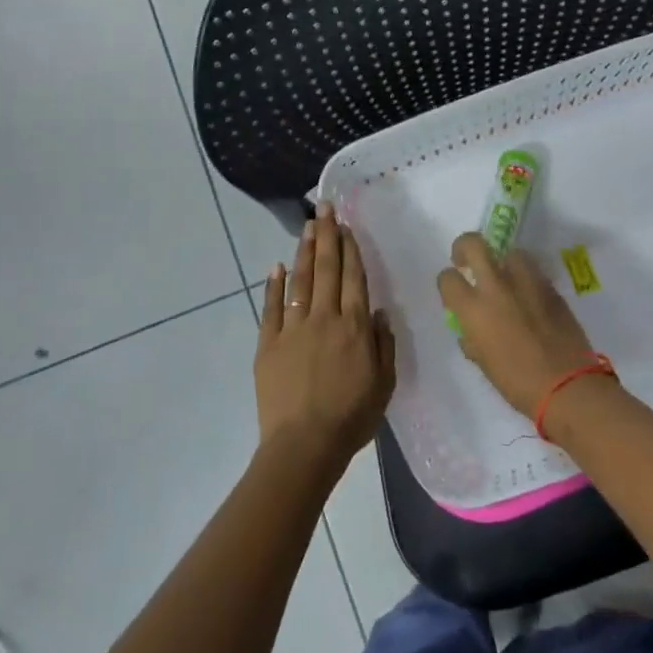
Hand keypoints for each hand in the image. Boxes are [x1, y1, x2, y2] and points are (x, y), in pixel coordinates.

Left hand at [255, 202, 395, 473]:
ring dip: (303, 251)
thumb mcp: (384, 383)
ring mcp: (293, 329)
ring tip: (307, 226)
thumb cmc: (351, 417)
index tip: (346, 224)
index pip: (353, 278)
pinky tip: (275, 266)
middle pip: (326, 270)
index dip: (350, 248)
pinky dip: (273, 285)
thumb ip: (383, 344)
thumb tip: (379, 311)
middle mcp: (325, 318)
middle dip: (327, 236)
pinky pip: (271, 308)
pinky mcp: (268, 344)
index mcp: (355, 327)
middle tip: (324, 207)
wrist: (304, 444)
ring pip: (299, 281)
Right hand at [437, 233, 600, 422]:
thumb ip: (472, 339)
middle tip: (466, 260)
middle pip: (475, 244)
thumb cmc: (517, 383)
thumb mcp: (484, 364)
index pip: (448, 278)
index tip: (452, 289)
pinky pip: (533, 272)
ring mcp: (527, 283)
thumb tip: (471, 331)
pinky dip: (526, 278)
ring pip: (510, 252)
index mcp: (474, 309)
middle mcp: (497, 287)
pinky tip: (529, 297)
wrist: (567, 385)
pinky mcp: (552, 288)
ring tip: (505, 278)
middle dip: (465, 247)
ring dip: (502, 261)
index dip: (447, 281)